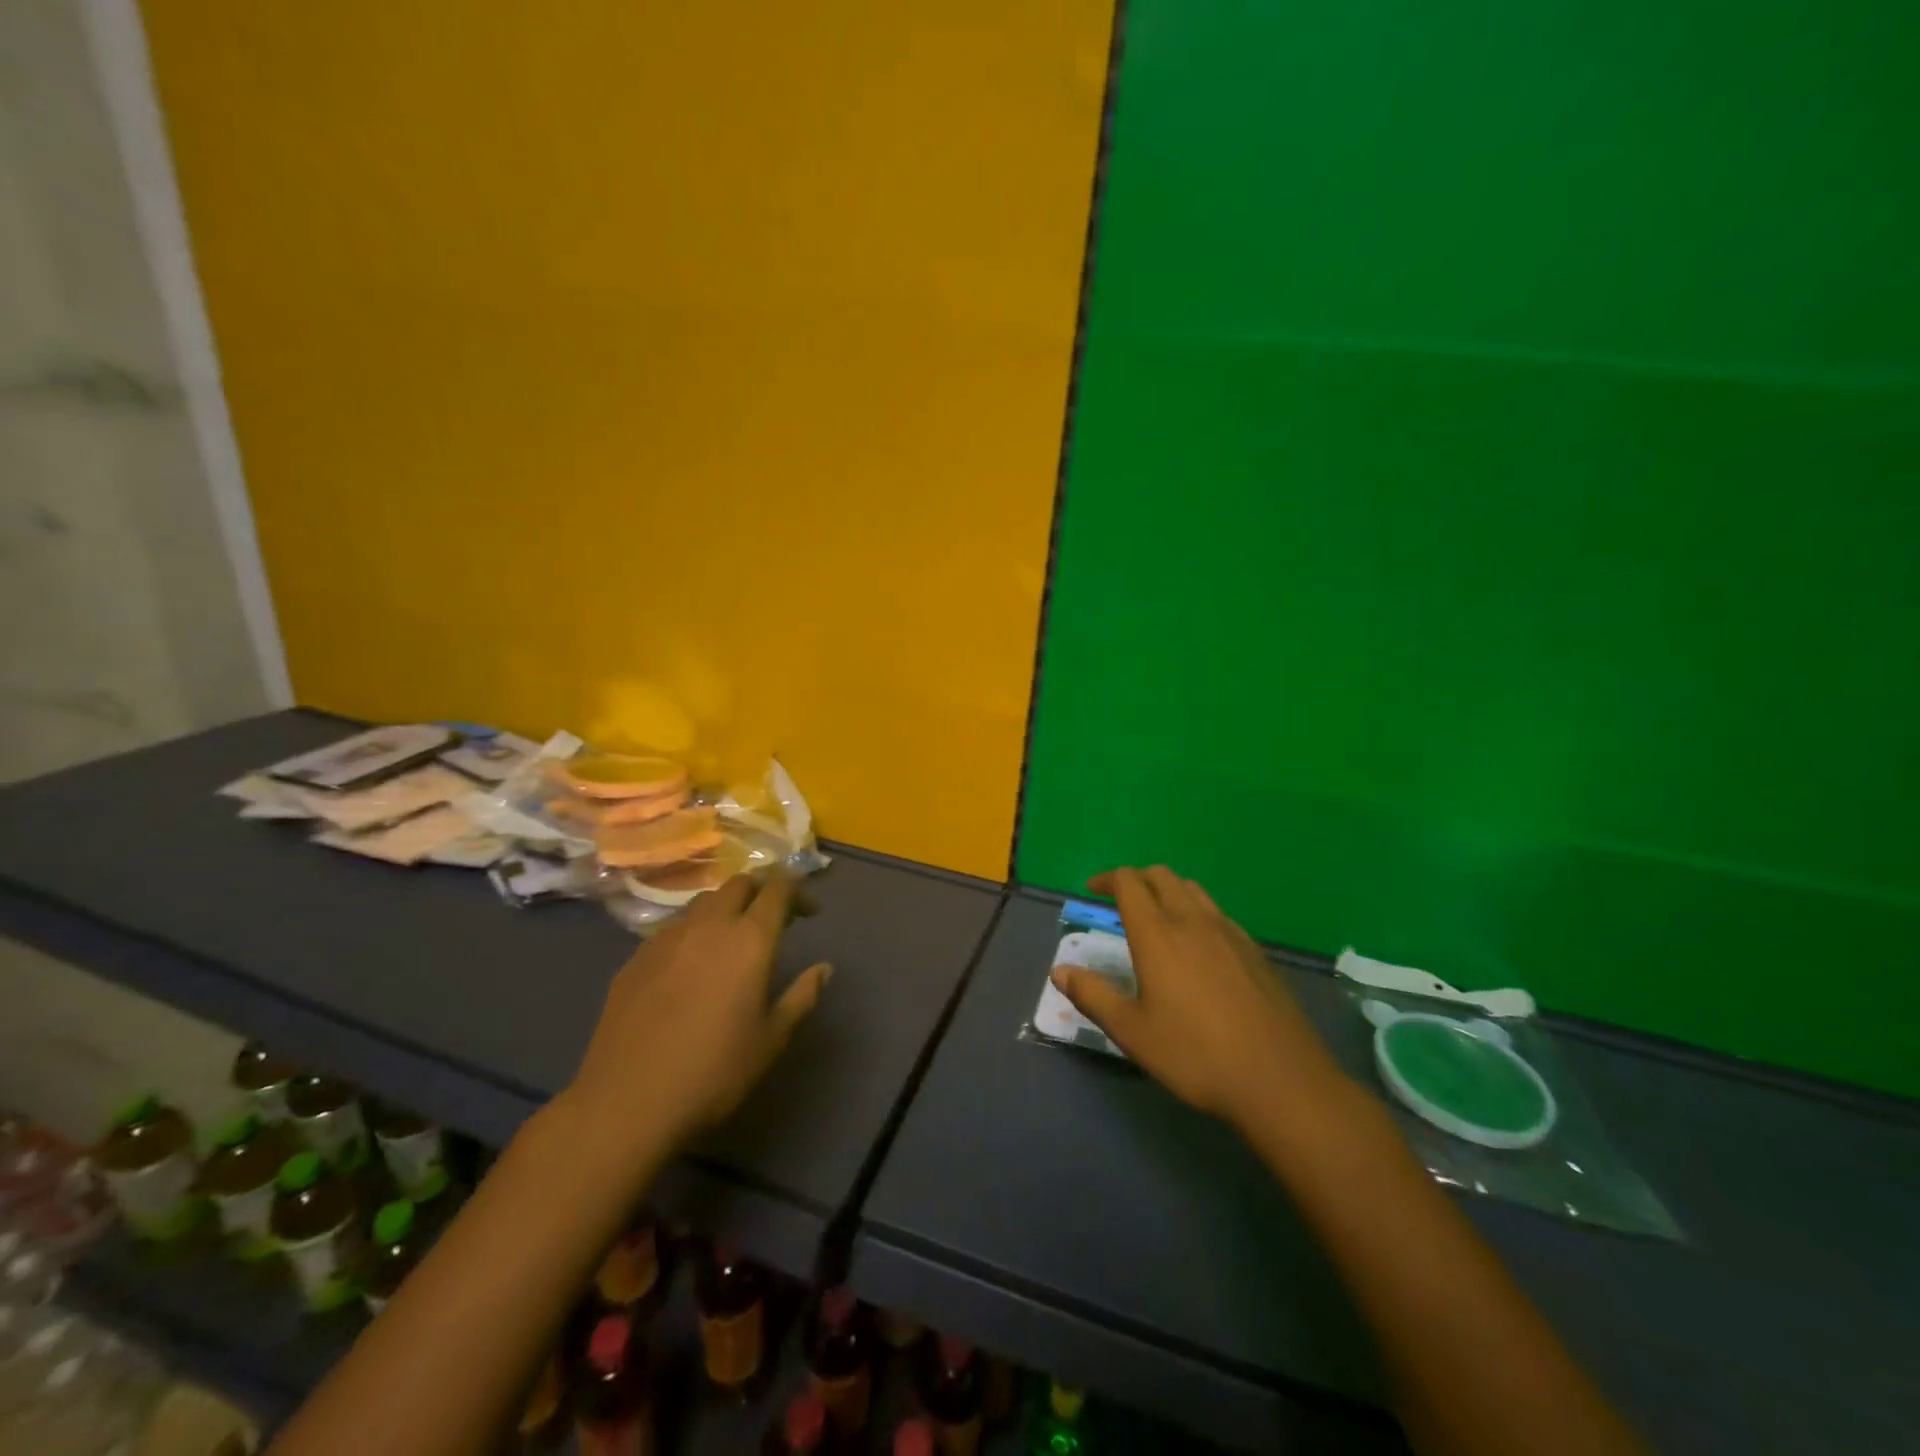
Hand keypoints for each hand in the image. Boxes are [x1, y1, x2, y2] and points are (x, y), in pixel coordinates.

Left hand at [562, 873, 829, 1156]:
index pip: (777, 890)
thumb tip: (824, 968)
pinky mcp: (636, 958)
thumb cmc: (714, 1072)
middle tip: (772, 917)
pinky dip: (693, 934)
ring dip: (725, 909)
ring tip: (731, 940)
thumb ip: (802, 996)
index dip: (798, 891)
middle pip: (739, 884)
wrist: (626, 1103)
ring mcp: (667, 939)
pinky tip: (691, 967)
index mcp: (749, 940)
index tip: (809, 911)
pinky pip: (673, 930)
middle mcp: (709, 926)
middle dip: (760, 890)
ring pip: (703, 903)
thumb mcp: (772, 1039)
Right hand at [1051, 866, 1345, 1127]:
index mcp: (1158, 934)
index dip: (1107, 879)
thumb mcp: (1132, 1032)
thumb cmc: (1195, 1055)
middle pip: (1162, 876)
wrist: (1279, 1078)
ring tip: (1157, 916)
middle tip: (1120, 899)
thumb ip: (1093, 996)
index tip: (1092, 889)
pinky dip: (1196, 912)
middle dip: (1136, 879)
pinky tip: (1198, 946)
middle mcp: (1193, 921)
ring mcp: (1229, 933)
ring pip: (1193, 890)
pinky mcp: (1254, 950)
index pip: (1129, 883)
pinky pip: (1218, 913)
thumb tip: (1060, 971)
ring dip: (1168, 890)